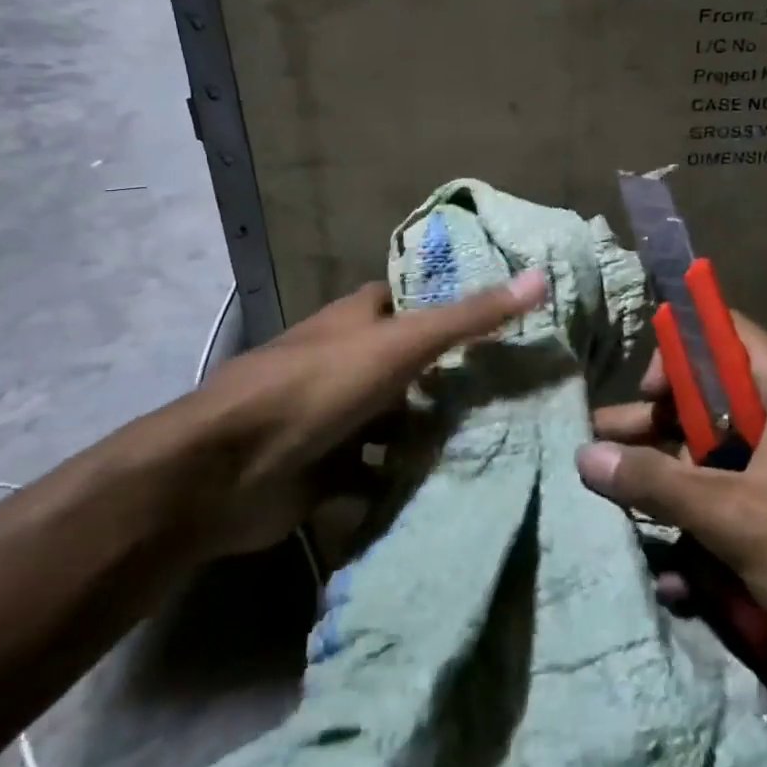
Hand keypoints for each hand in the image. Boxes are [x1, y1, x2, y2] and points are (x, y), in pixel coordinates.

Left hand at [184, 270, 547, 553]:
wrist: (225, 471)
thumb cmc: (317, 388)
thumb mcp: (401, 345)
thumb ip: (469, 318)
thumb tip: (540, 276)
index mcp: (358, 320)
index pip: (416, 303)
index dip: (457, 308)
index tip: (511, 324)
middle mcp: (347, 361)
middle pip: (411, 366)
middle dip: (453, 381)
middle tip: (516, 395)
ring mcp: (335, 417)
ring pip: (395, 422)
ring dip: (430, 435)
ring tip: (494, 444)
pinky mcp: (327, 469)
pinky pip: (376, 472)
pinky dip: (401, 480)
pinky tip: (445, 490)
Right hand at [578, 313, 766, 685]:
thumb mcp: (740, 517)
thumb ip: (660, 484)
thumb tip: (586, 455)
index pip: (719, 336)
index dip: (674, 355)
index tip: (640, 398)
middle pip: (710, 399)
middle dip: (655, 427)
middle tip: (600, 449)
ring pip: (718, 453)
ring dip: (672, 478)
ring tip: (614, 498)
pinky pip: (737, 494)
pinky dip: (703, 514)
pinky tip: (668, 555)